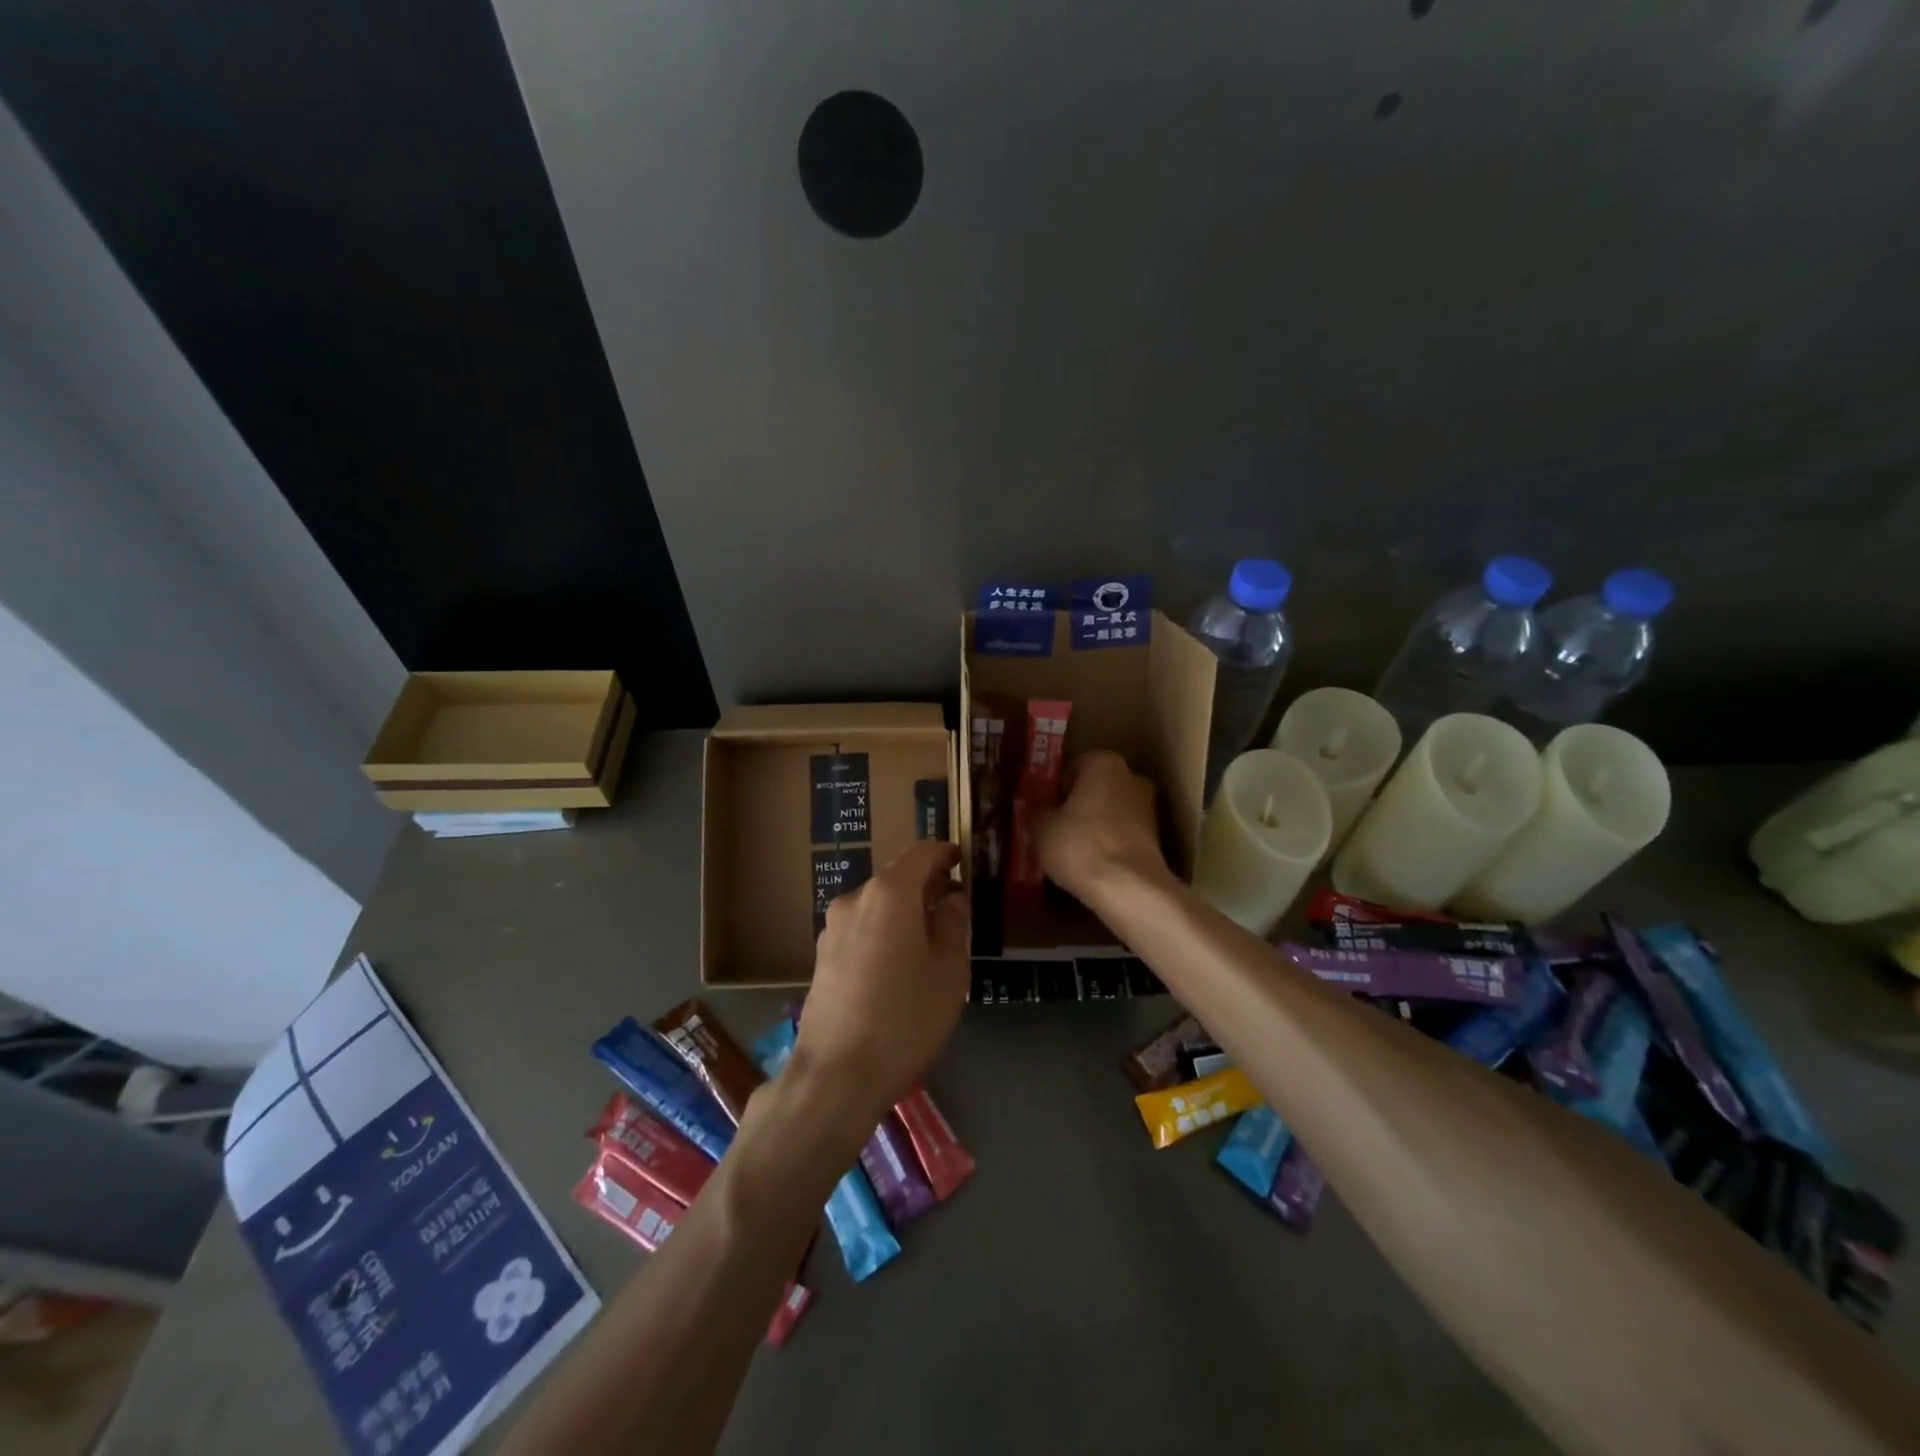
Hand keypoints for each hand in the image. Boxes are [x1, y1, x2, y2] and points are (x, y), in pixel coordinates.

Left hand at [794, 840, 969, 1115]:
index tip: (965, 862)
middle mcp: (856, 899)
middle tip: (955, 910)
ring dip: (905, 911)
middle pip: (898, 878)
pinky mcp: (822, 955)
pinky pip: (862, 928)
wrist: (835, 1075)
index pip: (921, 852)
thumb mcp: (949, 972)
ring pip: (878, 904)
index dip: (946, 852)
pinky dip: (884, 931)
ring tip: (930, 943)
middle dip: (928, 886)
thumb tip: (950, 898)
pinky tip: (898, 966)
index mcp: (890, 893)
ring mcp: (833, 927)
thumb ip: (953, 924)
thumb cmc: (904, 1019)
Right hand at [1036, 751, 1172, 902]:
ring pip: (1112, 812)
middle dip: (1079, 804)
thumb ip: (1038, 812)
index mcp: (1104, 763)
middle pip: (1096, 788)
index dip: (1056, 788)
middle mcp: (1132, 778)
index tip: (1045, 808)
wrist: (1128, 888)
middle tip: (1056, 827)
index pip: (1074, 767)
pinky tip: (1092, 864)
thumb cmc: (1080, 845)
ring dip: (1095, 825)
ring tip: (1072, 850)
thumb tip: (1038, 811)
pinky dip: (1109, 844)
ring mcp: (1149, 808)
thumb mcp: (1041, 828)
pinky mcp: (1157, 839)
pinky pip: (1123, 835)